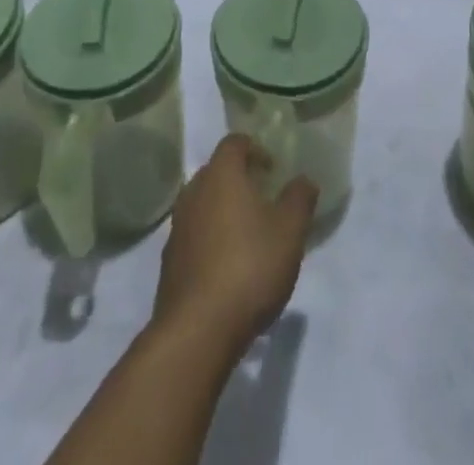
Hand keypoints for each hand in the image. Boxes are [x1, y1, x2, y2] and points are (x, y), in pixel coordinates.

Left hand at [151, 135, 317, 356]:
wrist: (198, 330)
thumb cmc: (249, 266)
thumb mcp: (290, 231)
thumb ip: (299, 199)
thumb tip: (304, 180)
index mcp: (221, 175)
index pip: (235, 142)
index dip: (255, 149)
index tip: (273, 170)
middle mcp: (194, 192)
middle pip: (217, 172)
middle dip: (240, 180)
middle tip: (264, 200)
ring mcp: (177, 227)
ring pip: (204, 204)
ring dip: (224, 211)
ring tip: (249, 236)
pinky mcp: (170, 262)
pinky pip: (194, 236)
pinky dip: (211, 240)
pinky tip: (229, 268)